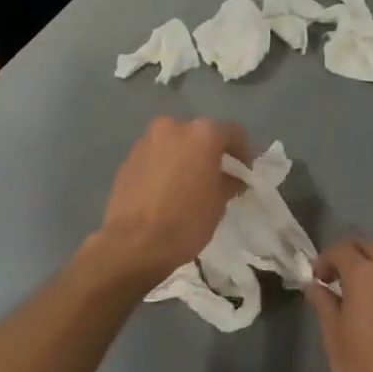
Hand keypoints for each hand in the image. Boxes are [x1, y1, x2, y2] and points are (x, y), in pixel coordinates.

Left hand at [92, 116, 250, 287]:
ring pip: (175, 143)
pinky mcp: (128, 158)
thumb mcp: (218, 203)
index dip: (244, 151)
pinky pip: (155, 156)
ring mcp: (147, 141)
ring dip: (185, 157)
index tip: (244, 172)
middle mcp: (173, 127)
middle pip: (200, 133)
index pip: (233, 132)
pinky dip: (165, 166)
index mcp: (202, 134)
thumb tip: (232, 178)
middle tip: (217, 176)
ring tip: (189, 183)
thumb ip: (229, 181)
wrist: (133, 244)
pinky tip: (166, 190)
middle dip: (211, 151)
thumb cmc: (186, 221)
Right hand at [306, 239, 372, 371]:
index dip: (325, 260)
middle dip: (349, 255)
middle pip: (369, 246)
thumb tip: (316, 285)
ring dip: (370, 265)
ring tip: (355, 292)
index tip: (317, 278)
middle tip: (334, 279)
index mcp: (367, 276)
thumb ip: (324, 302)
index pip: (342, 249)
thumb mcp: (333, 337)